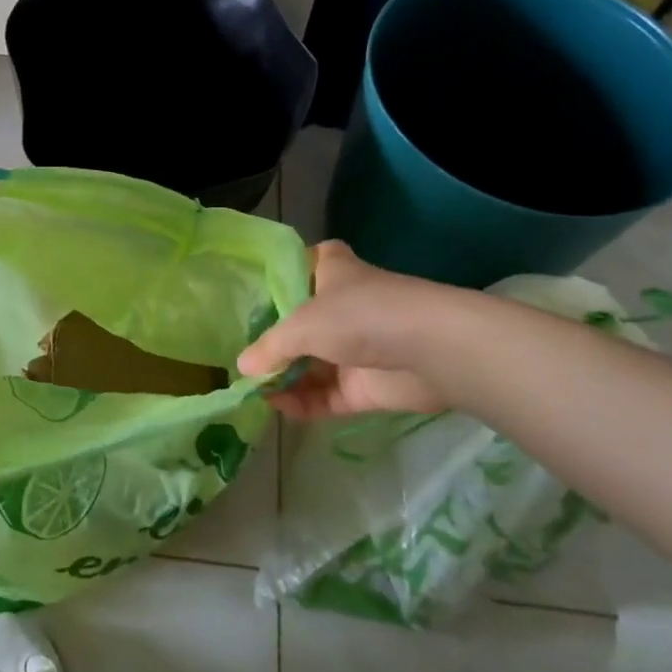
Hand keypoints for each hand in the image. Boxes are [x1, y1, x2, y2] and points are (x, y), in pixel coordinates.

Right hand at [237, 241, 470, 420]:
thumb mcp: (302, 324)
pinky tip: (278, 408)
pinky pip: (327, 395)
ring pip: (313, 363)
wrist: (430, 350)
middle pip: (302, 322)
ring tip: (252, 391)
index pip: (306, 264)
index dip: (284, 277)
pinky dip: (304, 402)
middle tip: (242, 357)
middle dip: (275, 341)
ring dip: (286, 377)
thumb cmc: (359, 315)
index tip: (255, 295)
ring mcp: (356, 347)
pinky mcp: (366, 385)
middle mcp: (343, 306)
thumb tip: (242, 368)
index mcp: (332, 272)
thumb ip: (270, 347)